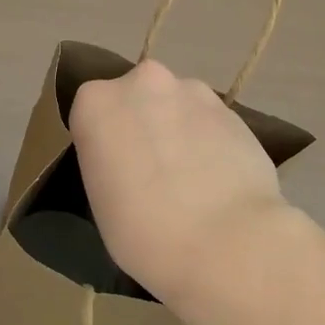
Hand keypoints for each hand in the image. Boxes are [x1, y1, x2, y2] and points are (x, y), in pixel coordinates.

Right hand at [69, 58, 292, 324]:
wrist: (228, 241)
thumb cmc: (146, 233)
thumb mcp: (101, 202)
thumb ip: (108, 164)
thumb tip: (128, 163)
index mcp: (96, 103)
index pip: (91, 114)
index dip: (104, 143)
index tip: (113, 172)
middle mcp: (143, 82)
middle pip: (137, 98)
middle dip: (143, 125)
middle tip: (151, 172)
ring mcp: (193, 91)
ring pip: (177, 106)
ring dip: (179, 130)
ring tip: (191, 179)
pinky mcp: (233, 109)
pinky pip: (210, 123)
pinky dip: (210, 142)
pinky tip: (218, 179)